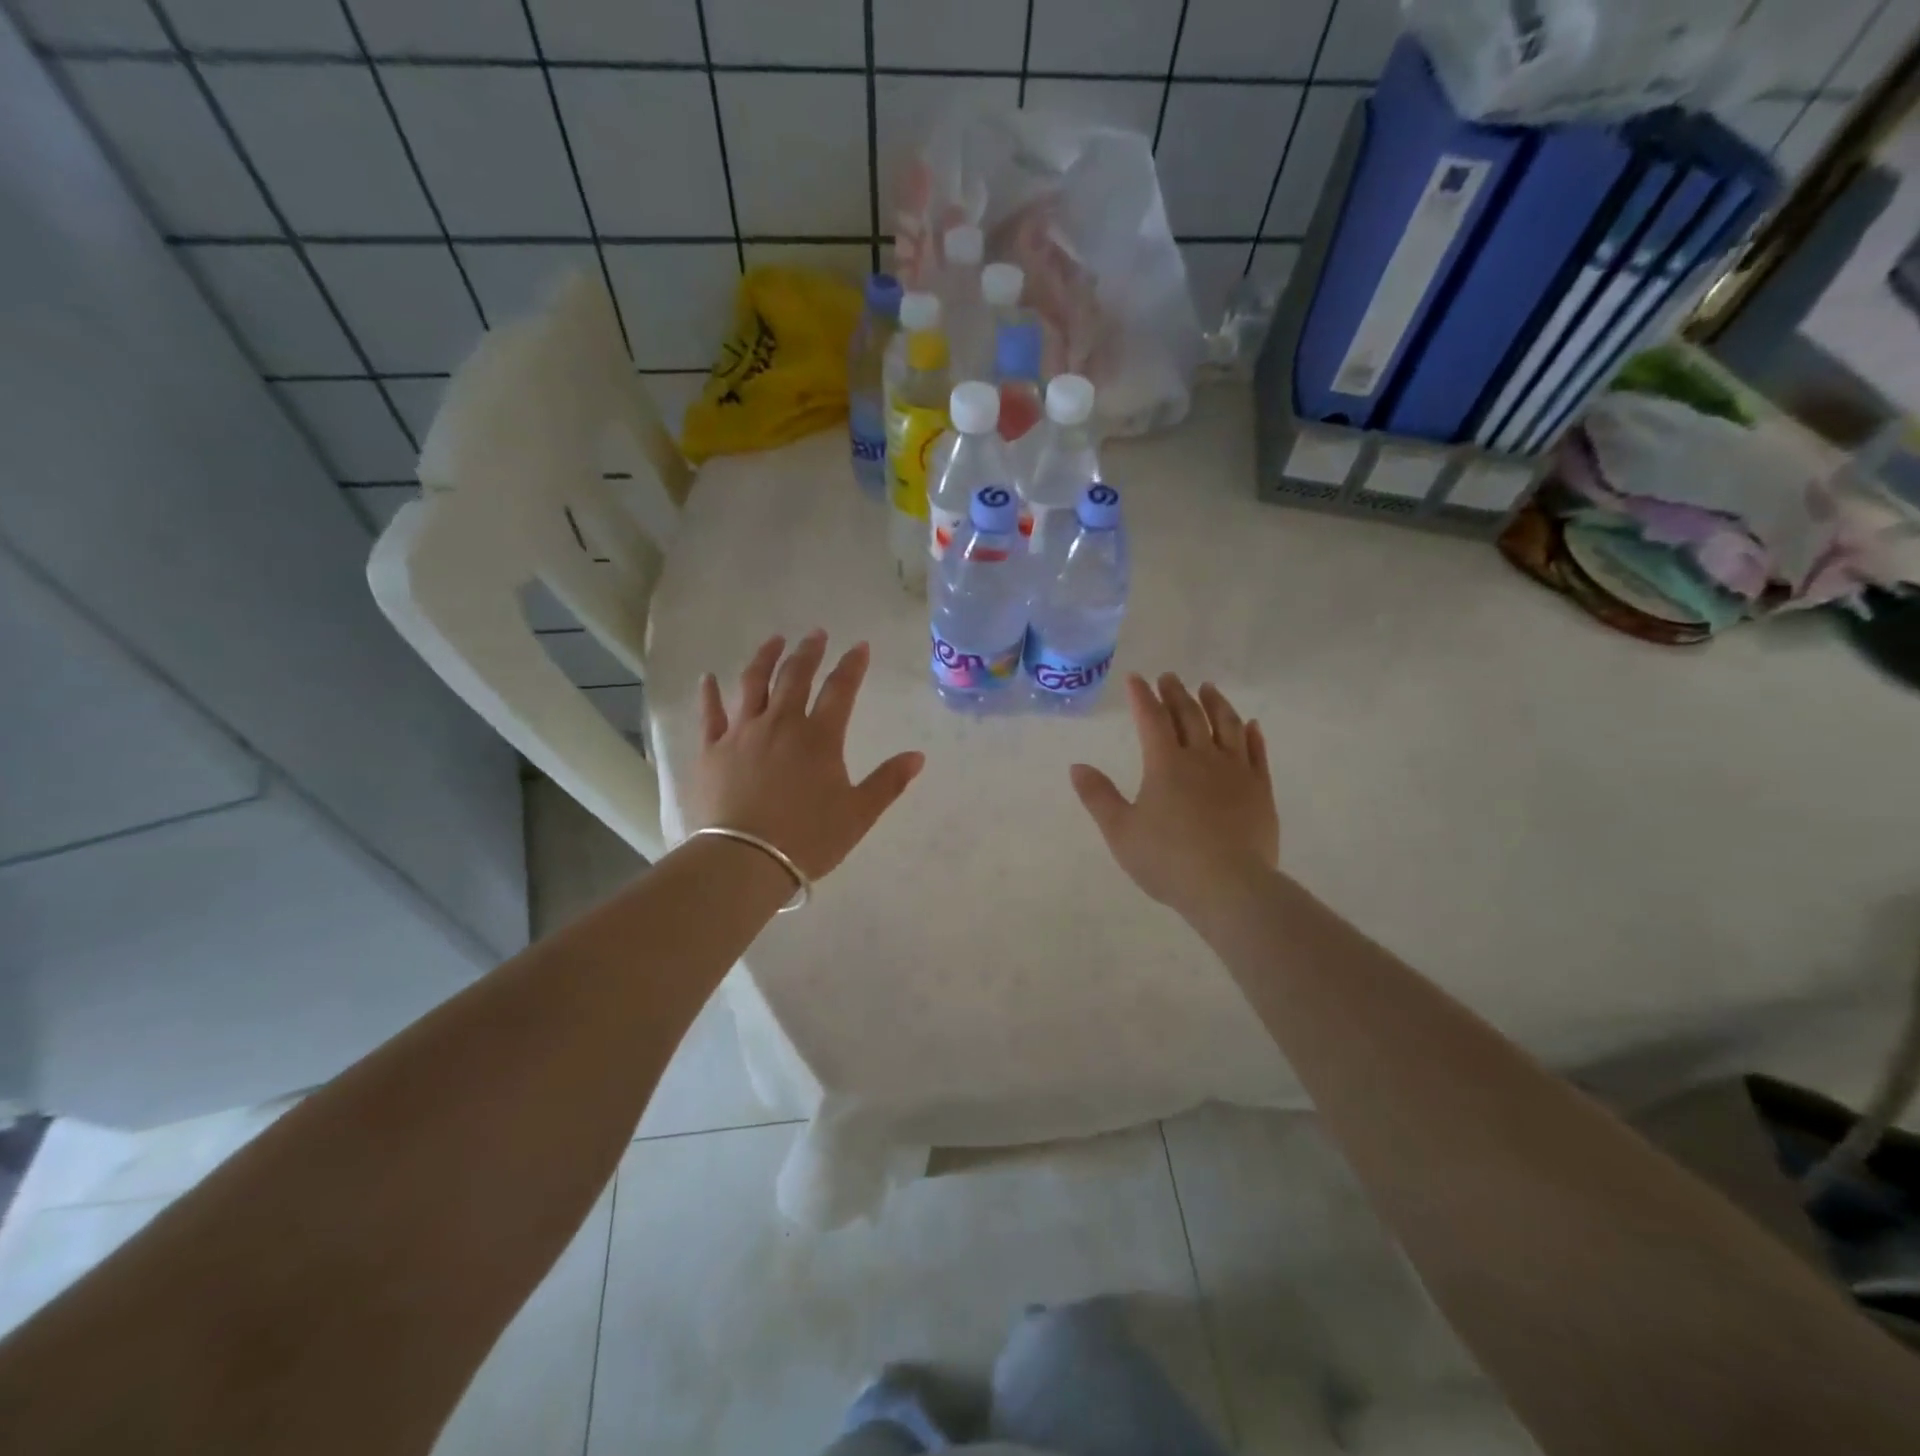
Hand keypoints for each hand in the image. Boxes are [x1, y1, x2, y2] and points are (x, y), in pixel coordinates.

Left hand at [690, 632, 924, 880]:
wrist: (746, 860)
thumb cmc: (809, 838)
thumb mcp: (858, 814)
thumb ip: (888, 782)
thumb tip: (918, 756)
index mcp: (819, 737)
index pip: (840, 689)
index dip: (852, 665)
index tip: (860, 646)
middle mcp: (781, 723)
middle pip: (795, 676)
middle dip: (809, 651)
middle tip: (816, 633)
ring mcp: (742, 733)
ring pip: (753, 683)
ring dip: (765, 657)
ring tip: (774, 640)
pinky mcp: (712, 750)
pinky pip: (710, 713)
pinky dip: (710, 693)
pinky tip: (708, 677)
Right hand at [1070, 673, 1279, 922]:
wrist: (1230, 886)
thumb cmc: (1168, 860)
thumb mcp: (1120, 831)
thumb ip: (1098, 796)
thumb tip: (1077, 766)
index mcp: (1165, 764)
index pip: (1151, 719)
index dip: (1142, 697)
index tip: (1136, 679)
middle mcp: (1202, 758)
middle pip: (1189, 716)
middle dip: (1176, 694)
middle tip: (1170, 677)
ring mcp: (1236, 772)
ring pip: (1227, 727)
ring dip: (1216, 704)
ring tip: (1209, 689)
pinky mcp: (1260, 791)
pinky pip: (1257, 753)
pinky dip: (1252, 735)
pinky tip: (1251, 725)